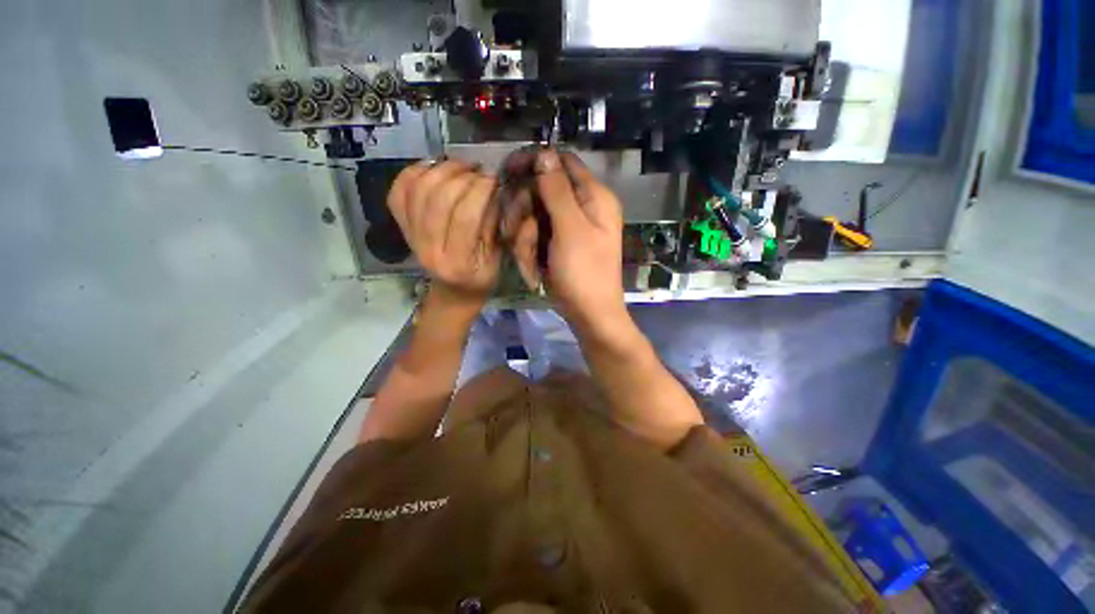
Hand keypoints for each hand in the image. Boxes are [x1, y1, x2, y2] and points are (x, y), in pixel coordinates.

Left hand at [389, 159, 500, 303]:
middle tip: (479, 170)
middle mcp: (428, 249)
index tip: (494, 178)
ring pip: (418, 190)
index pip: (466, 217)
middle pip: (439, 200)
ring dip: (441, 169)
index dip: (480, 191)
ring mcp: (410, 237)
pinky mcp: (401, 227)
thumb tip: (495, 189)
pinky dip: (413, 172)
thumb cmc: (480, 278)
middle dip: (462, 176)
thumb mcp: (497, 259)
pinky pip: (399, 191)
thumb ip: (494, 227)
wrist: (452, 292)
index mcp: (458, 262)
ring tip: (461, 166)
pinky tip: (434, 167)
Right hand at [511, 149, 625, 332]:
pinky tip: (533, 271)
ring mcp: (567, 227)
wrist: (589, 315)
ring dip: (524, 239)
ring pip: (532, 216)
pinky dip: (529, 252)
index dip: (534, 163)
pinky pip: (534, 236)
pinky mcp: (557, 243)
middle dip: (524, 214)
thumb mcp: (571, 230)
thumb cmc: (585, 273)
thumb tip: (544, 152)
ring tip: (530, 263)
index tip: (508, 172)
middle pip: (540, 190)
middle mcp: (582, 206)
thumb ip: (557, 190)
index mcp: (594, 196)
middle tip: (517, 235)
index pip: (562, 161)